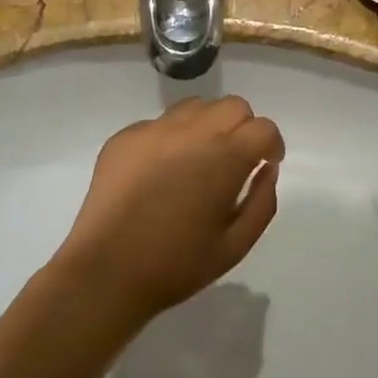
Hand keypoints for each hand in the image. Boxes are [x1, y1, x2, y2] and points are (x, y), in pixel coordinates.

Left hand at [51, 97, 283, 325]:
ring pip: (195, 107)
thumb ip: (262, 202)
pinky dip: (171, 139)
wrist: (106, 271)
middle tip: (233, 162)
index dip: (271, 145)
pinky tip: (160, 173)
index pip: (263, 128)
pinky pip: (159, 124)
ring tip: (197, 161)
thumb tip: (267, 169)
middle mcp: (191, 132)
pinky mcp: (124, 137)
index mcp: (224, 157)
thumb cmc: (177, 265)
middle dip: (242, 128)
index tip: (265, 164)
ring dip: (207, 126)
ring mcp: (153, 130)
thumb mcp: (235, 245)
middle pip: (232, 106)